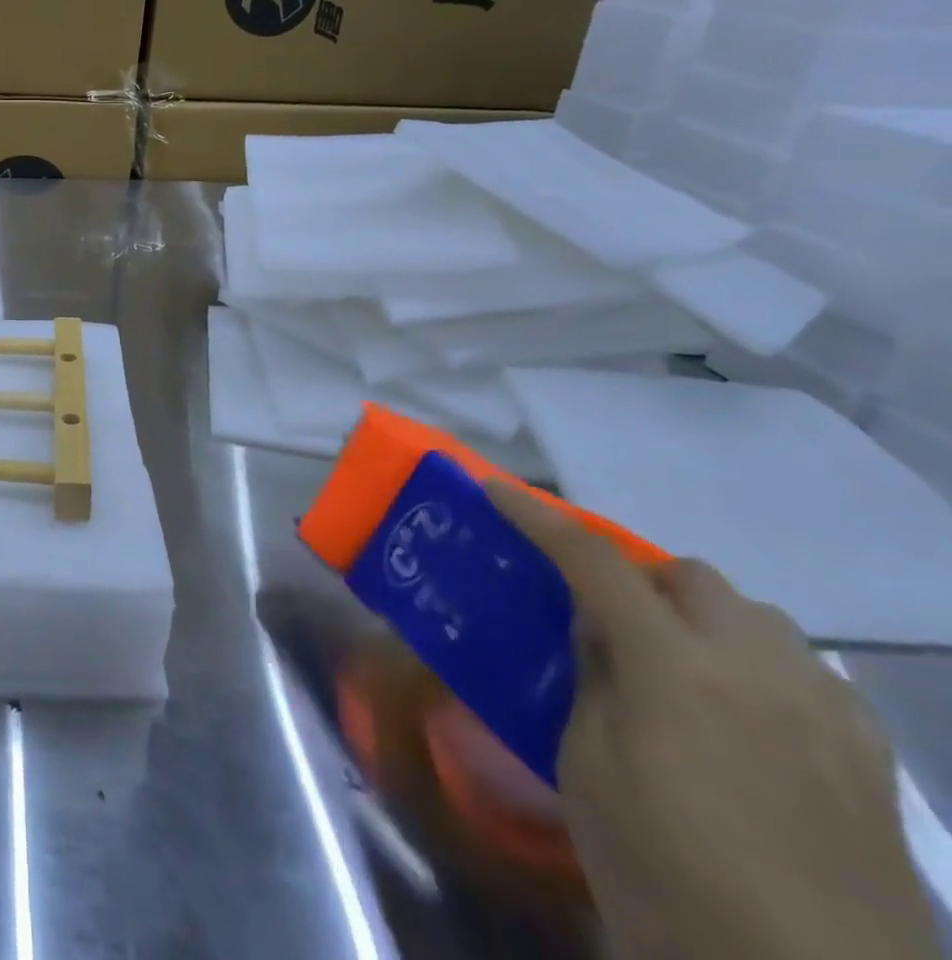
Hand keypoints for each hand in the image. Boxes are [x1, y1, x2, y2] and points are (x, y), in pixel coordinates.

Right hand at [486, 481, 937, 959]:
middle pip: (690, 576)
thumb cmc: (665, 876)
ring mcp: (825, 714)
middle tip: (598, 613)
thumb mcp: (587, 768)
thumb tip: (597, 630)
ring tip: (673, 660)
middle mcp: (756, 670)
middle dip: (636, 574)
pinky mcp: (870, 762)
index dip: (538, 518)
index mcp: (675, 667)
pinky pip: (810, 670)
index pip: (593, 561)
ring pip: (758, 615)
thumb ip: (592, 679)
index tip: (497, 490)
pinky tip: (746, 708)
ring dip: (701, 614)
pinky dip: (762, 661)